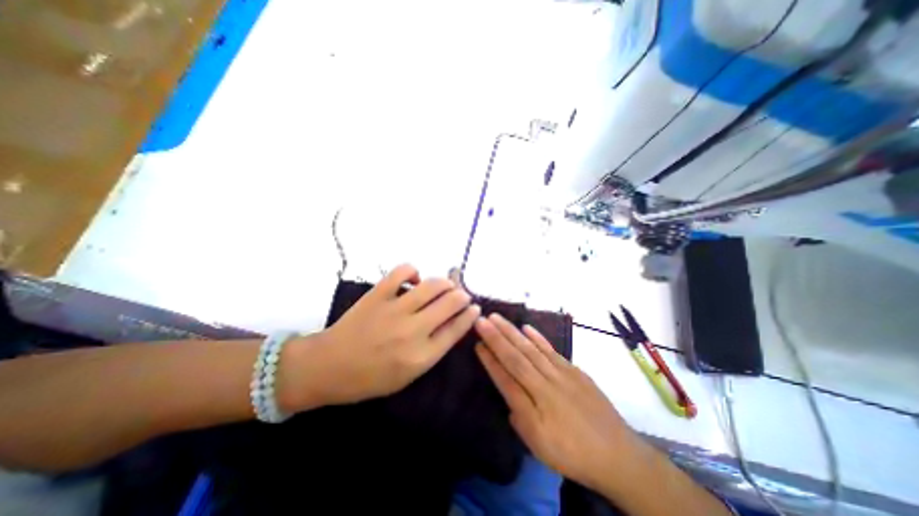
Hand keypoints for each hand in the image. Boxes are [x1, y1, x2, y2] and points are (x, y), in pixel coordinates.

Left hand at [283, 265, 482, 413]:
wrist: (328, 367)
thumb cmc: (370, 378)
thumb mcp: (408, 375)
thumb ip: (432, 350)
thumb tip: (451, 324)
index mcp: (421, 356)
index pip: (457, 329)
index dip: (470, 315)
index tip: (475, 307)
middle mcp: (413, 331)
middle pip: (450, 303)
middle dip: (462, 296)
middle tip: (462, 295)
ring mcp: (394, 310)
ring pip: (432, 285)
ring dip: (445, 282)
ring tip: (445, 285)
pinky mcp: (377, 295)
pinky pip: (402, 272)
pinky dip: (413, 271)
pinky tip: (414, 279)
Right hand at [473, 315, 639, 490]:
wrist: (618, 453)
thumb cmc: (573, 453)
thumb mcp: (541, 446)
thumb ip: (519, 418)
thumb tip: (507, 393)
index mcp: (534, 405)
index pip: (506, 376)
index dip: (490, 359)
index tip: (477, 342)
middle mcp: (545, 383)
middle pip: (517, 356)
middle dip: (496, 337)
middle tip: (481, 320)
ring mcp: (561, 373)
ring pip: (531, 348)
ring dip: (512, 332)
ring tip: (497, 318)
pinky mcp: (574, 370)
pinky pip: (551, 350)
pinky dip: (538, 337)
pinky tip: (526, 327)